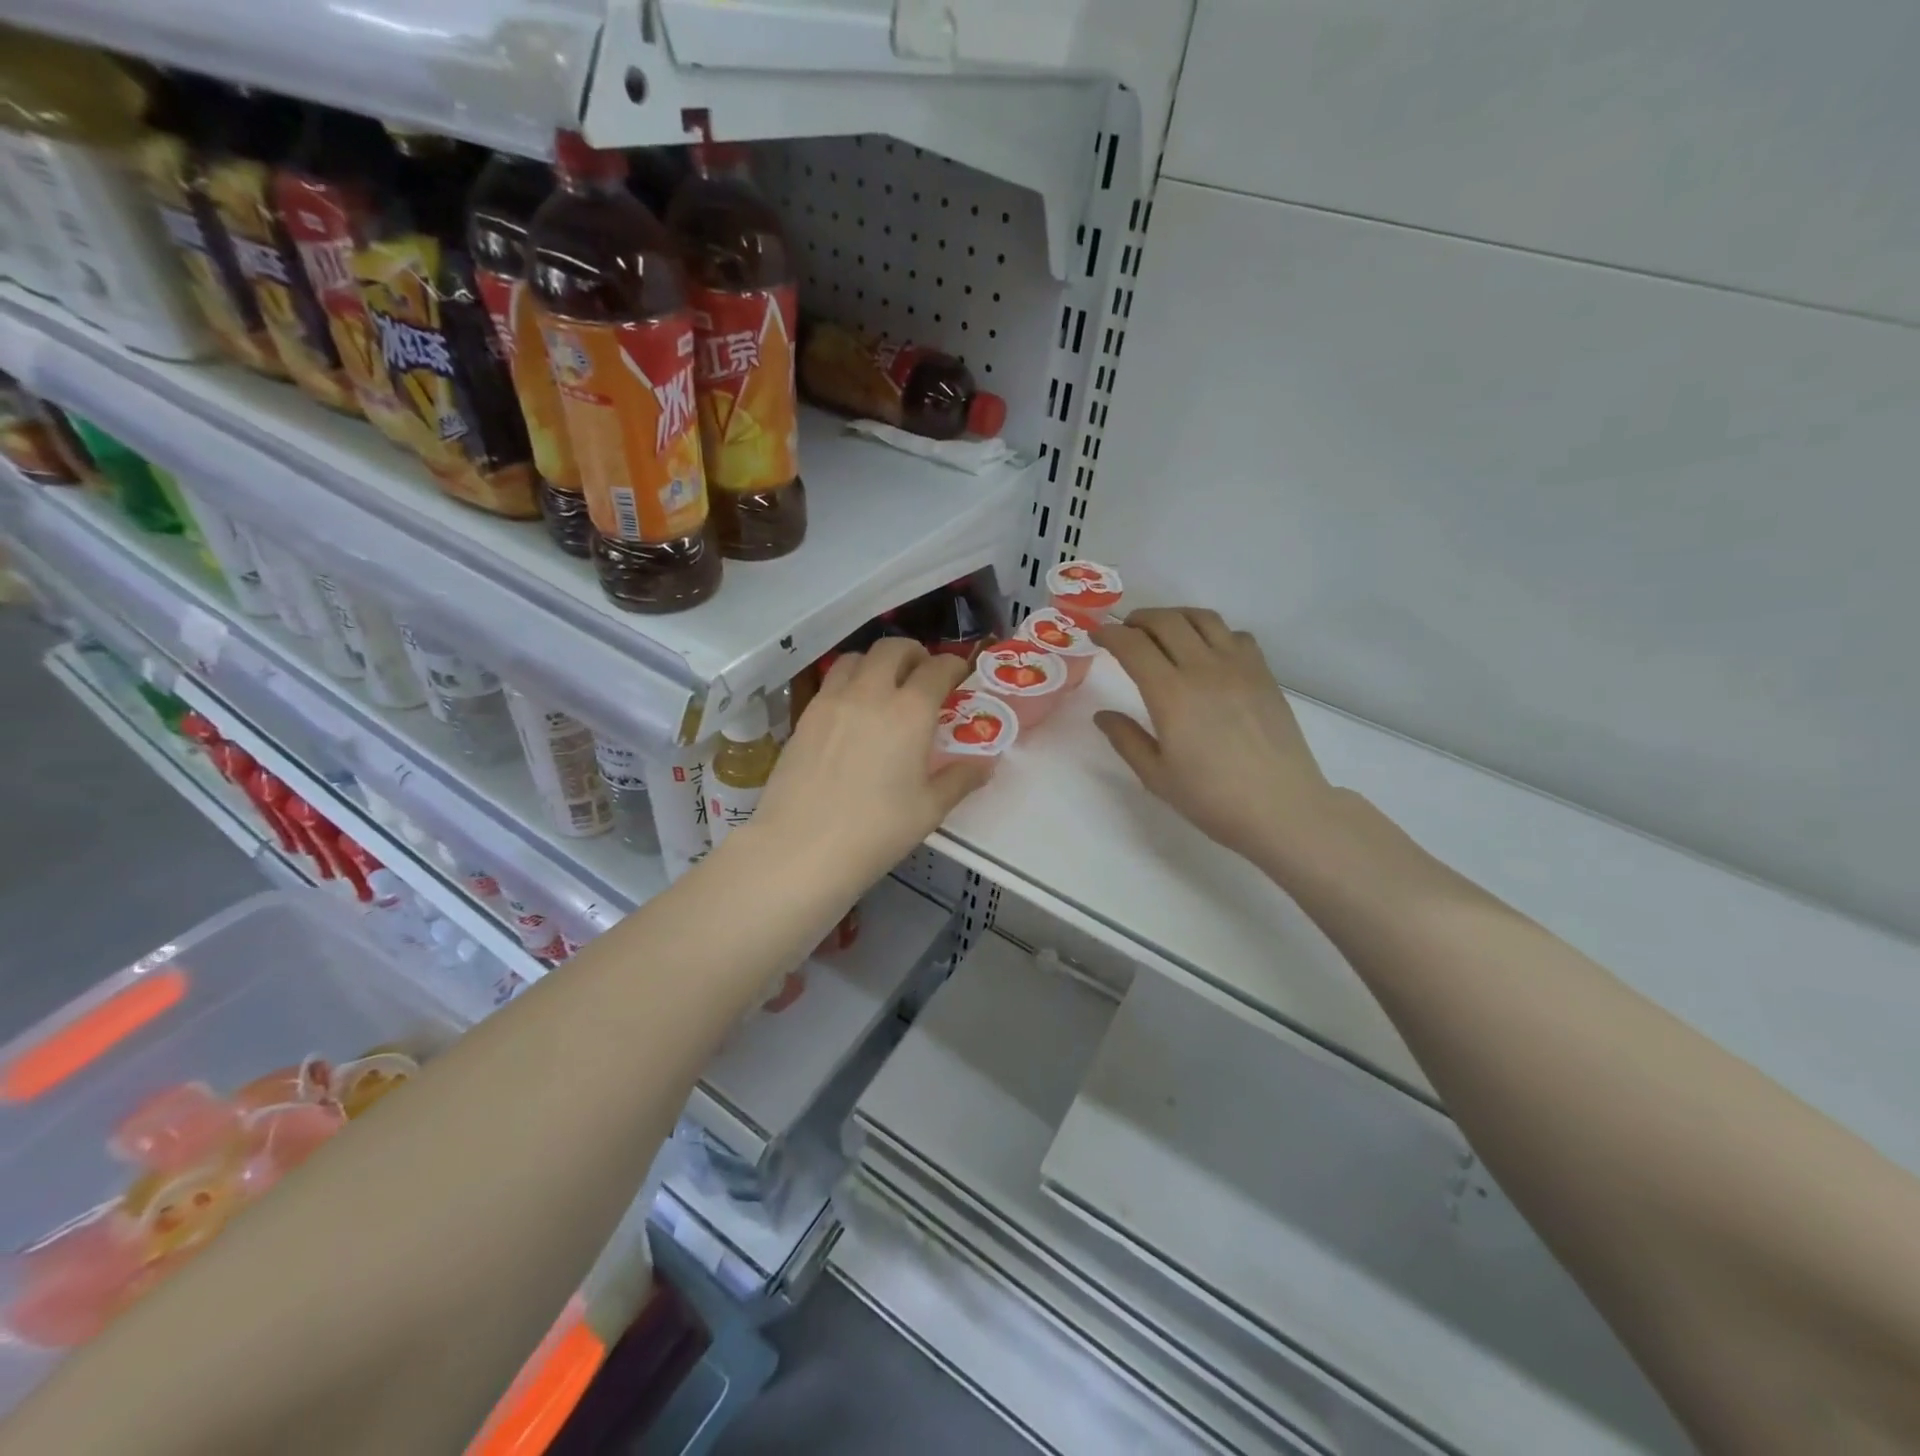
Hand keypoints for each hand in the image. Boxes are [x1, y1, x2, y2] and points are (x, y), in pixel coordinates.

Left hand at [750, 639, 990, 885]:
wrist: (800, 848)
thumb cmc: (875, 831)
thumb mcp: (929, 810)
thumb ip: (960, 779)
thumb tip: (984, 764)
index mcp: (909, 711)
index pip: (937, 669)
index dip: (953, 666)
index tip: (960, 675)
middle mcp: (870, 693)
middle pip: (892, 648)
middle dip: (914, 653)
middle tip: (923, 674)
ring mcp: (831, 701)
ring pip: (856, 658)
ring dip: (877, 662)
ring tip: (884, 686)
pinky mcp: (804, 717)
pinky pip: (831, 682)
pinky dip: (849, 682)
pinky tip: (853, 713)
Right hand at [1093, 608, 1338, 868]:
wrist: (1282, 808)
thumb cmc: (1212, 798)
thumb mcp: (1156, 776)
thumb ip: (1126, 739)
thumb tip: (1103, 715)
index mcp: (1170, 694)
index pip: (1132, 646)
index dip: (1109, 634)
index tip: (1096, 635)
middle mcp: (1203, 669)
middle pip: (1166, 622)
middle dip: (1138, 619)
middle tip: (1124, 630)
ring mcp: (1239, 667)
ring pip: (1203, 619)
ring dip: (1175, 617)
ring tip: (1162, 631)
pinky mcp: (1264, 674)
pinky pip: (1235, 634)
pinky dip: (1213, 632)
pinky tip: (1207, 652)